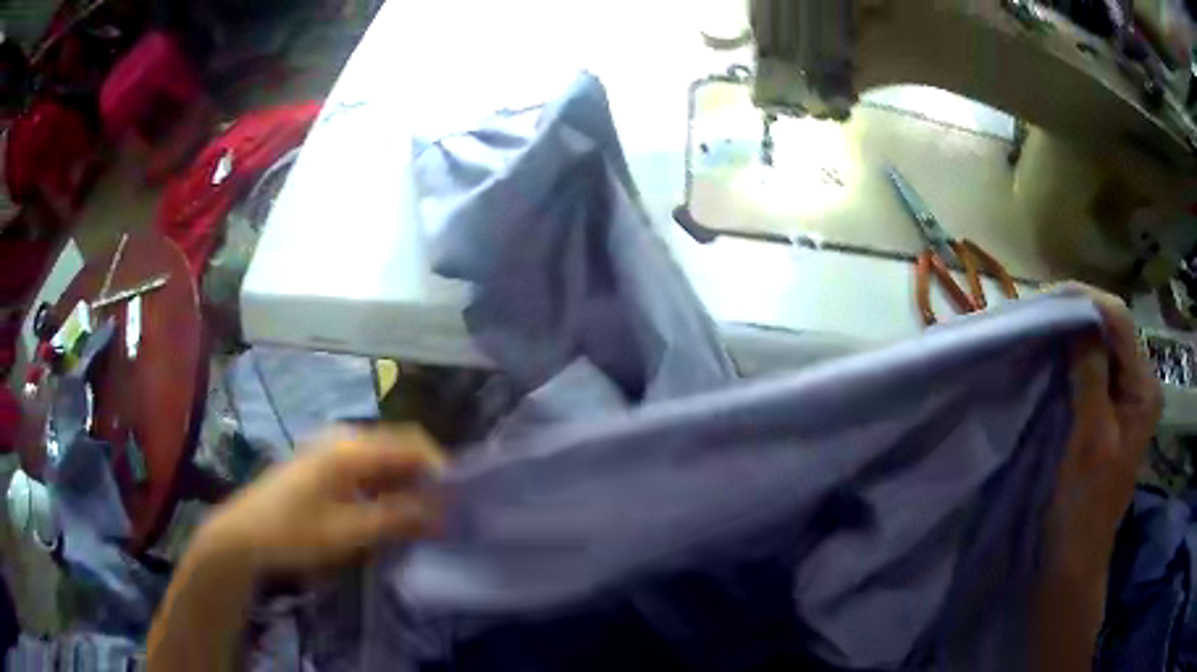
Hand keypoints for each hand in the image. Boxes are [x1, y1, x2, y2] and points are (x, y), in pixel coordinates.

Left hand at [198, 426, 445, 574]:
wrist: (244, 534)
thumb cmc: (295, 532)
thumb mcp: (348, 531)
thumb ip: (396, 518)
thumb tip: (440, 512)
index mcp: (351, 448)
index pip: (411, 443)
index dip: (440, 467)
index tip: (459, 500)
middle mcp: (343, 440)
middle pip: (398, 447)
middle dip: (424, 478)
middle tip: (443, 513)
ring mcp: (330, 451)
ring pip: (382, 459)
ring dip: (405, 485)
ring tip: (420, 518)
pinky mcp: (322, 466)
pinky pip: (365, 469)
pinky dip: (384, 488)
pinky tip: (387, 513)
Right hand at [1051, 283, 1161, 570]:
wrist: (1074, 561)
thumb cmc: (1084, 506)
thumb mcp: (1090, 438)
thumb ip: (1090, 374)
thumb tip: (1078, 316)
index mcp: (1144, 388)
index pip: (1119, 320)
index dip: (1085, 302)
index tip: (1046, 300)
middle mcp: (1140, 384)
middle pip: (1112, 330)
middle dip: (1077, 318)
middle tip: (1039, 317)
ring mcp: (1126, 400)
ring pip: (1101, 349)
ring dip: (1073, 338)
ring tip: (1042, 333)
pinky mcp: (1110, 414)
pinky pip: (1094, 372)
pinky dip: (1073, 361)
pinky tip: (1055, 362)